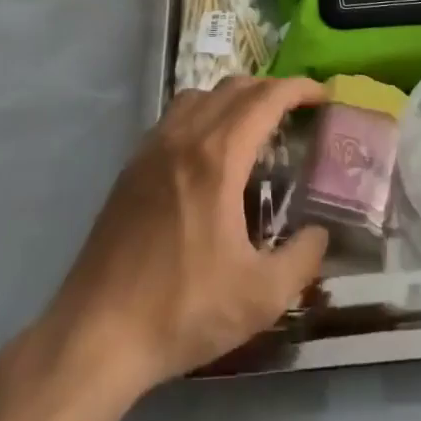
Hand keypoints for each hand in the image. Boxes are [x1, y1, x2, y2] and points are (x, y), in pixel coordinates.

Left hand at [34, 76, 330, 395]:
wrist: (98, 332)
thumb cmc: (183, 310)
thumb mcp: (260, 297)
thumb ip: (302, 259)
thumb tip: (320, 233)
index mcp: (217, 158)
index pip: (265, 99)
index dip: (298, 89)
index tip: (322, 95)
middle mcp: (184, 138)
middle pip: (233, 88)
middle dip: (270, 90)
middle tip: (296, 111)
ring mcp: (152, 148)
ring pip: (200, 96)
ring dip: (234, 98)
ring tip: (254, 126)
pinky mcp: (131, 167)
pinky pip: (175, 117)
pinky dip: (203, 113)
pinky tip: (209, 152)